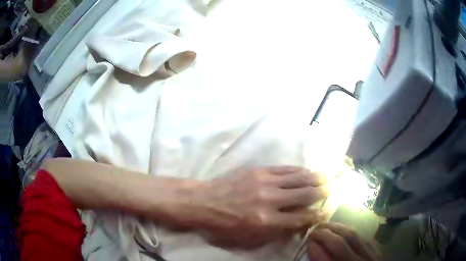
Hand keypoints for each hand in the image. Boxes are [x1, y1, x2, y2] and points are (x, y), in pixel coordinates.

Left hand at [200, 166, 329, 246]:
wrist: (204, 202)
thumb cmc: (224, 226)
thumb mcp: (249, 239)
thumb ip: (276, 233)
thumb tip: (298, 224)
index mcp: (267, 221)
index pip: (302, 218)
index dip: (317, 216)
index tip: (327, 212)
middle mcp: (270, 200)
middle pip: (305, 195)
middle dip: (322, 193)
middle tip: (333, 190)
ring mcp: (265, 182)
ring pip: (298, 178)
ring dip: (315, 178)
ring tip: (327, 177)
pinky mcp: (259, 171)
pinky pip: (285, 169)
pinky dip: (299, 170)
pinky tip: (306, 171)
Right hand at [307, 223, 381, 260]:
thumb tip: (313, 248)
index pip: (327, 260)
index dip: (316, 249)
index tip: (307, 241)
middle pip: (341, 243)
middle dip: (325, 234)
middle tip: (314, 230)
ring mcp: (371, 254)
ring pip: (353, 235)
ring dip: (337, 228)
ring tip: (325, 226)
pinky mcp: (377, 248)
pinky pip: (362, 235)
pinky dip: (349, 231)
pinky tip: (341, 230)